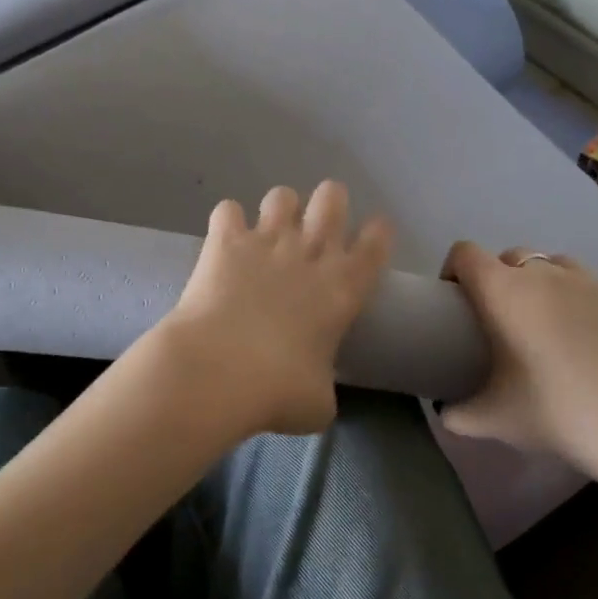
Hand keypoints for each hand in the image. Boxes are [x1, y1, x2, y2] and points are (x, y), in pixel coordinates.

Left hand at [158, 182, 392, 436]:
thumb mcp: (318, 403)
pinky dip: (228, 222)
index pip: (377, 242)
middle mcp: (310, 253)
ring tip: (269, 232)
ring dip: (279, 209)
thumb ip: (323, 389)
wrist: (220, 371)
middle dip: (328, 204)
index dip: (377, 233)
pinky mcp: (225, 241)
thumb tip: (313, 394)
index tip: (372, 236)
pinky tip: (225, 239)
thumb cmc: (278, 391)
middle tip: (316, 228)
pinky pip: (228, 210)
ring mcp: (267, 241)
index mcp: (345, 287)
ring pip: (282, 195)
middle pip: (332, 197)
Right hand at [439, 242, 597, 494]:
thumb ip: (457, 415)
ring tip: (550, 319)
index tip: (454, 300)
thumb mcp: (490, 420)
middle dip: (500, 278)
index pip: (464, 253)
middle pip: (511, 255)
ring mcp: (592, 283)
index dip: (453, 269)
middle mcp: (544, 275)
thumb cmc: (551, 411)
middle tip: (502, 320)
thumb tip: (446, 415)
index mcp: (502, 291)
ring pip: (559, 263)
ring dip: (548, 282)